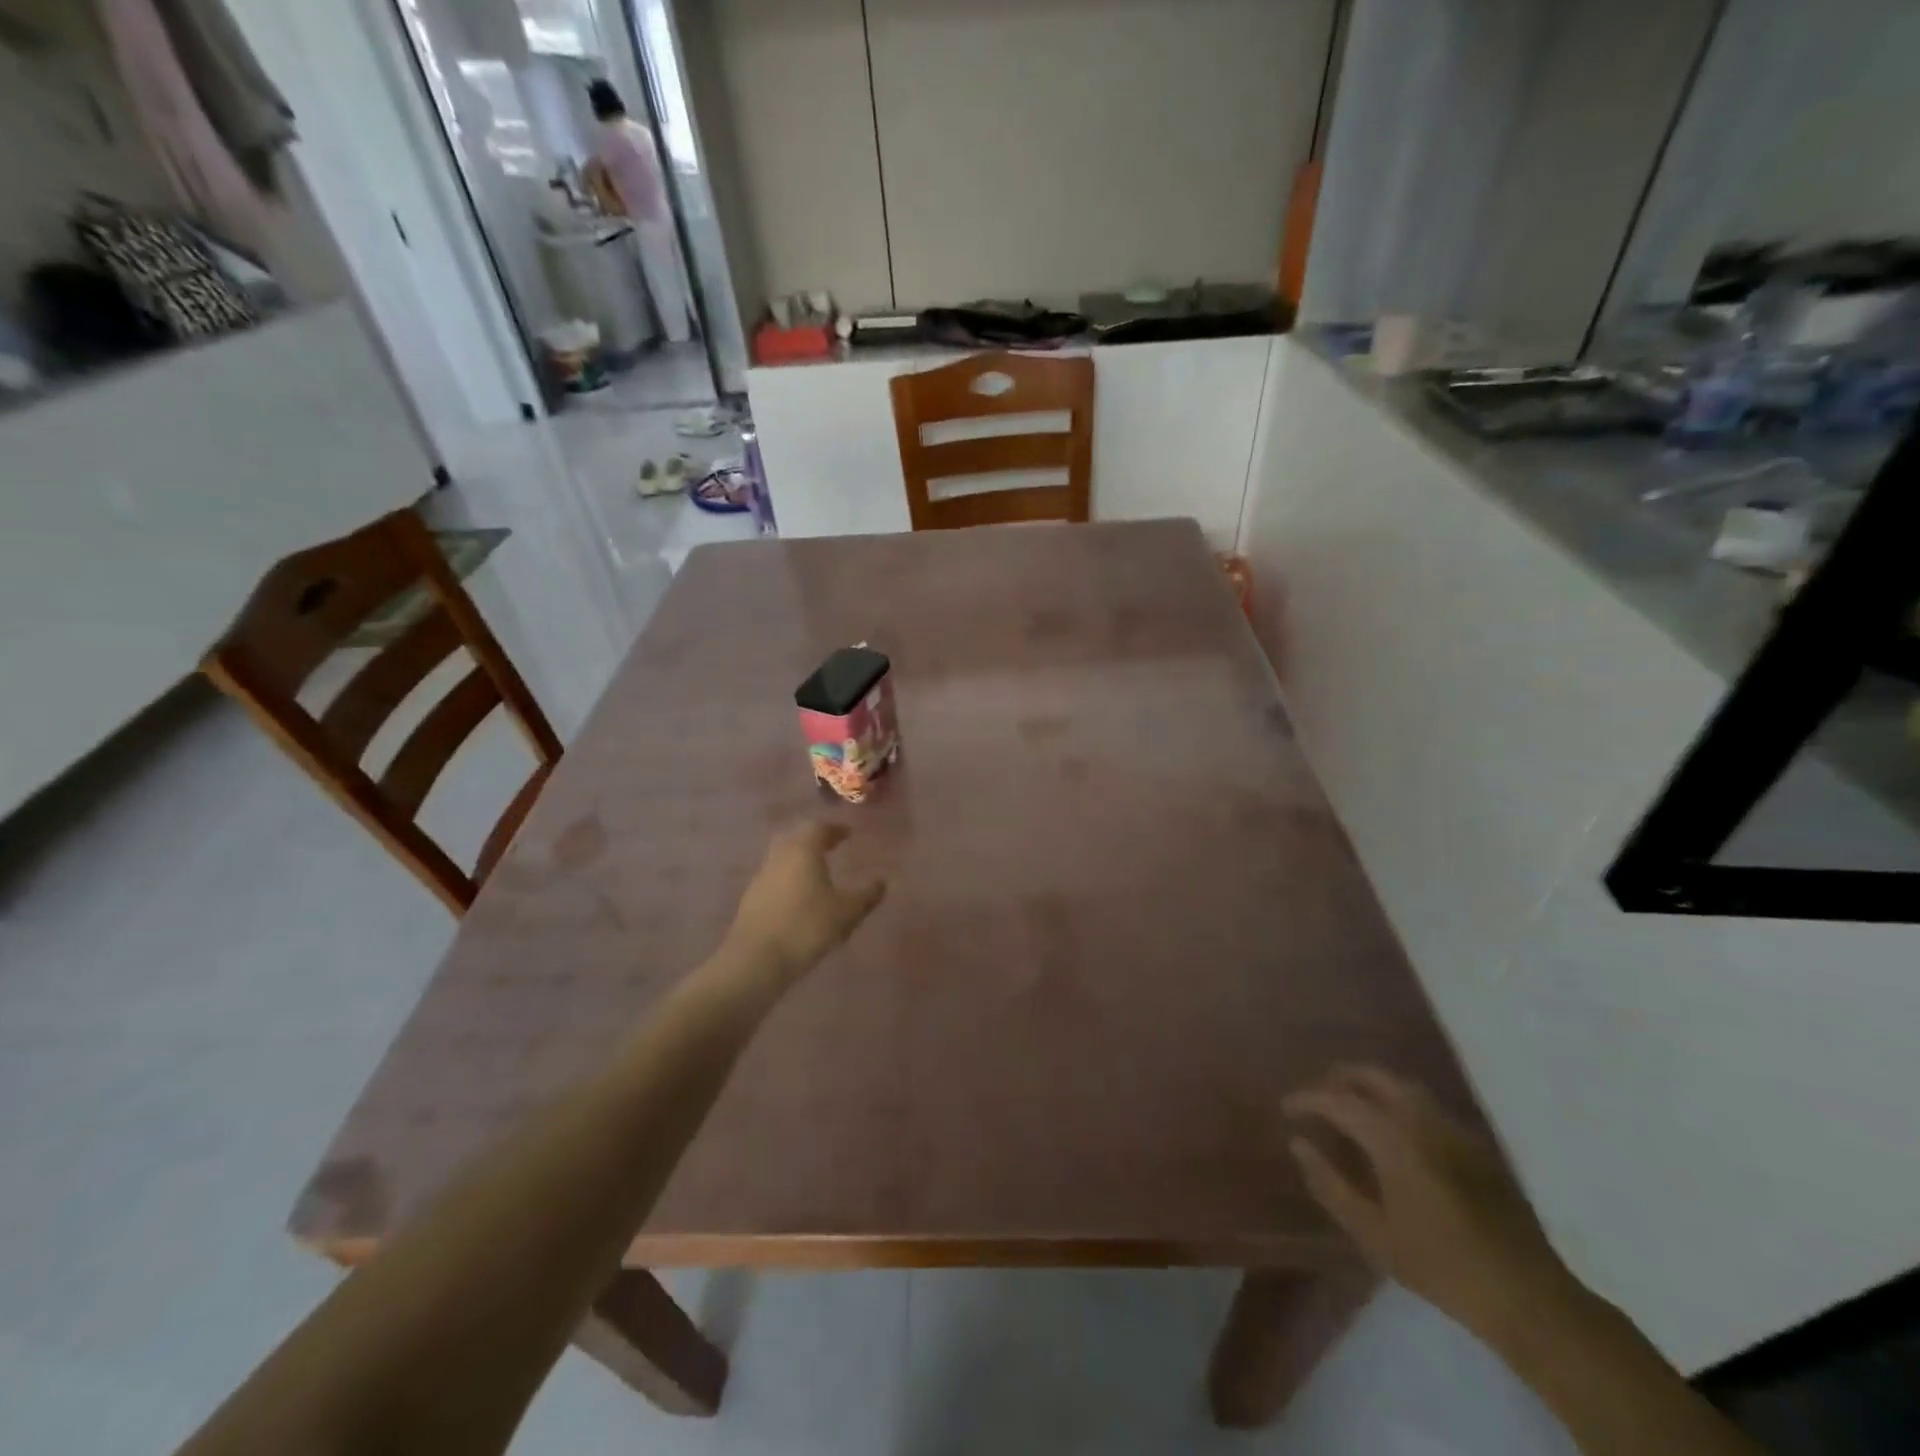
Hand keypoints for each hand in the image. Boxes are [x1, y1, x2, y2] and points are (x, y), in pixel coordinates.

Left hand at [723, 823, 887, 978]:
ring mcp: (761, 876)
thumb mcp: (846, 913)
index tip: (848, 834)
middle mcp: (779, 856)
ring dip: (799, 858)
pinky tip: (798, 895)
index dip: (835, 829)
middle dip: (814, 838)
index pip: (818, 827)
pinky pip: (773, 876)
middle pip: (796, 836)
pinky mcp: (751, 897)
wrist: (756, 959)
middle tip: (831, 846)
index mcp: (803, 850)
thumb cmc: (807, 927)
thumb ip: (867, 895)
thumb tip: (882, 881)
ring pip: (782, 856)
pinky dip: (788, 876)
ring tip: (817, 871)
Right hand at [1284, 1066, 1571, 1337]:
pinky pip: (1426, 1105)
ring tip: (1351, 1106)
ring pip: (1402, 1085)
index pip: (1338, 1099)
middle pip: (1372, 1076)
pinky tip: (1394, 1131)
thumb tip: (1299, 1144)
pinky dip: (1398, 1101)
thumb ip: (1330, 1184)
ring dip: (1370, 1085)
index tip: (1287, 1108)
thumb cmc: (1440, 1266)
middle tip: (1318, 1096)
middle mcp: (1421, 1119)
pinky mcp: (1475, 1144)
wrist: (1527, 1296)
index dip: (1308, 1099)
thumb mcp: (1373, 1234)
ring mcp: (1453, 1127)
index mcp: (1393, 1137)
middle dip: (1339, 1078)